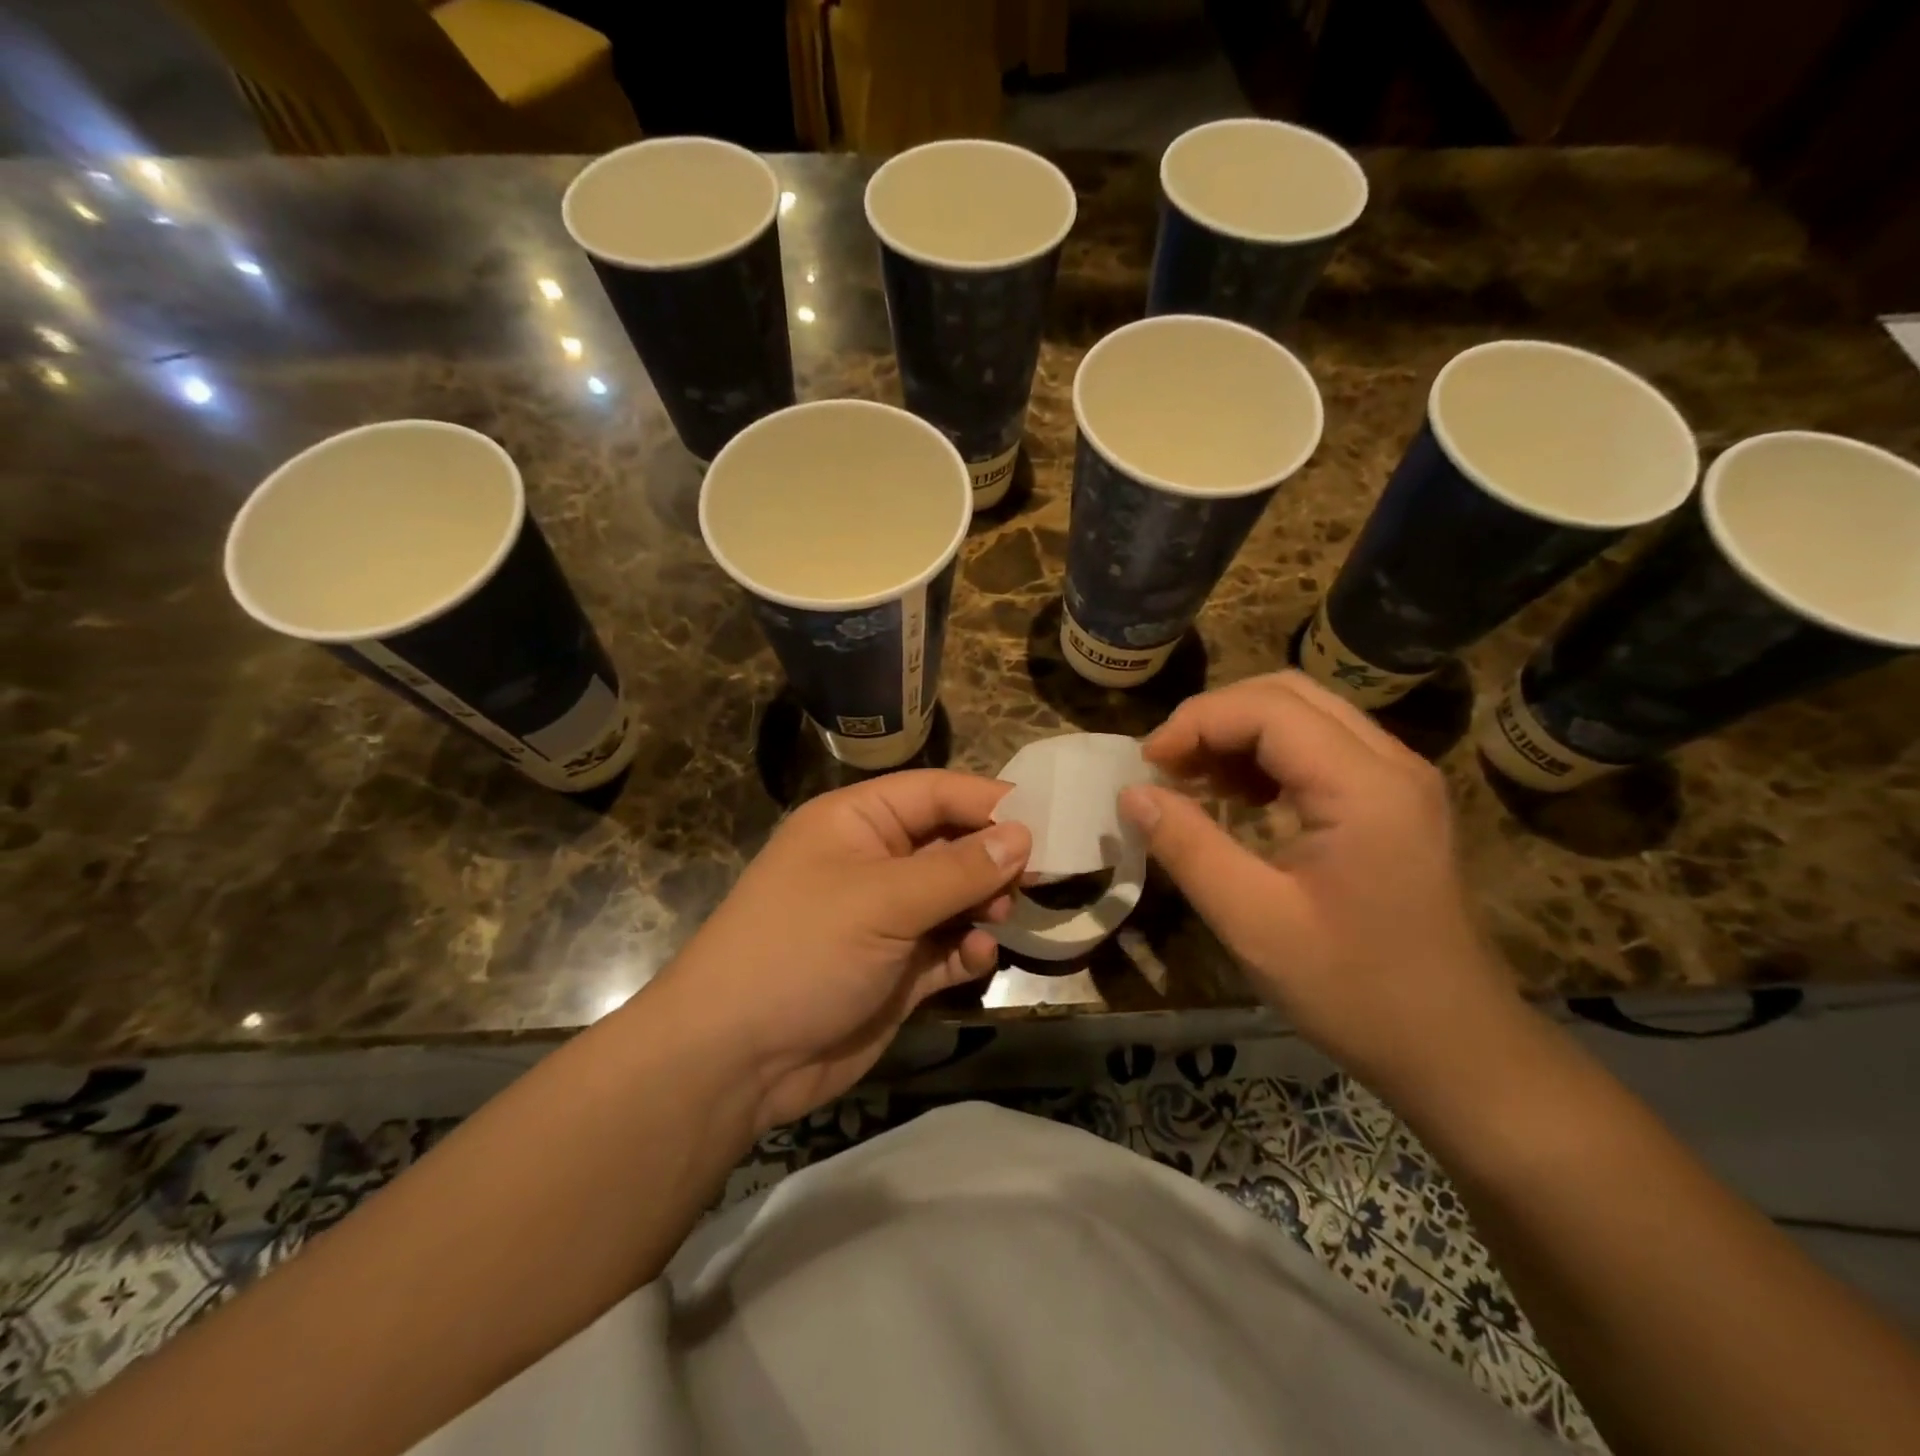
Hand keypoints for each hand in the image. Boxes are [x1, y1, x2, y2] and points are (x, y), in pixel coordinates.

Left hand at [651, 770, 1030, 1131]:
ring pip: (954, 897)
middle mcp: (873, 862)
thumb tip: (1022, 836)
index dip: (989, 801)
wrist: (735, 1060)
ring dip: (983, 904)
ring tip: (1000, 916)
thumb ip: (957, 869)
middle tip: (1035, 877)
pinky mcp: (895, 970)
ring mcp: (884, 919)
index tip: (1047, 818)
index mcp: (857, 822)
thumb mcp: (881, 900)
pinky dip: (967, 949)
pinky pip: (946, 947)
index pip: (934, 793)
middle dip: (991, 858)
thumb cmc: (802, 950)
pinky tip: (978, 958)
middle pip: (950, 844)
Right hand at [1118, 672, 1521, 1096]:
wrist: (1457, 1051)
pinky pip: (1322, 748)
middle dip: (1215, 719)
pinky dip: (1268, 756)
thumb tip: (1132, 794)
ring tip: (1194, 781)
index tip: (1147, 767)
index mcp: (1364, 787)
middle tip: (1167, 767)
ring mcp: (1400, 780)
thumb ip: (1188, 848)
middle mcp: (1391, 764)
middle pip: (1287, 694)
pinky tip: (1239, 797)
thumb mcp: (1254, 923)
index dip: (1196, 723)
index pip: (1266, 708)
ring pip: (1305, 714)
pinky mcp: (1395, 802)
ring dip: (1240, 734)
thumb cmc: (1356, 992)